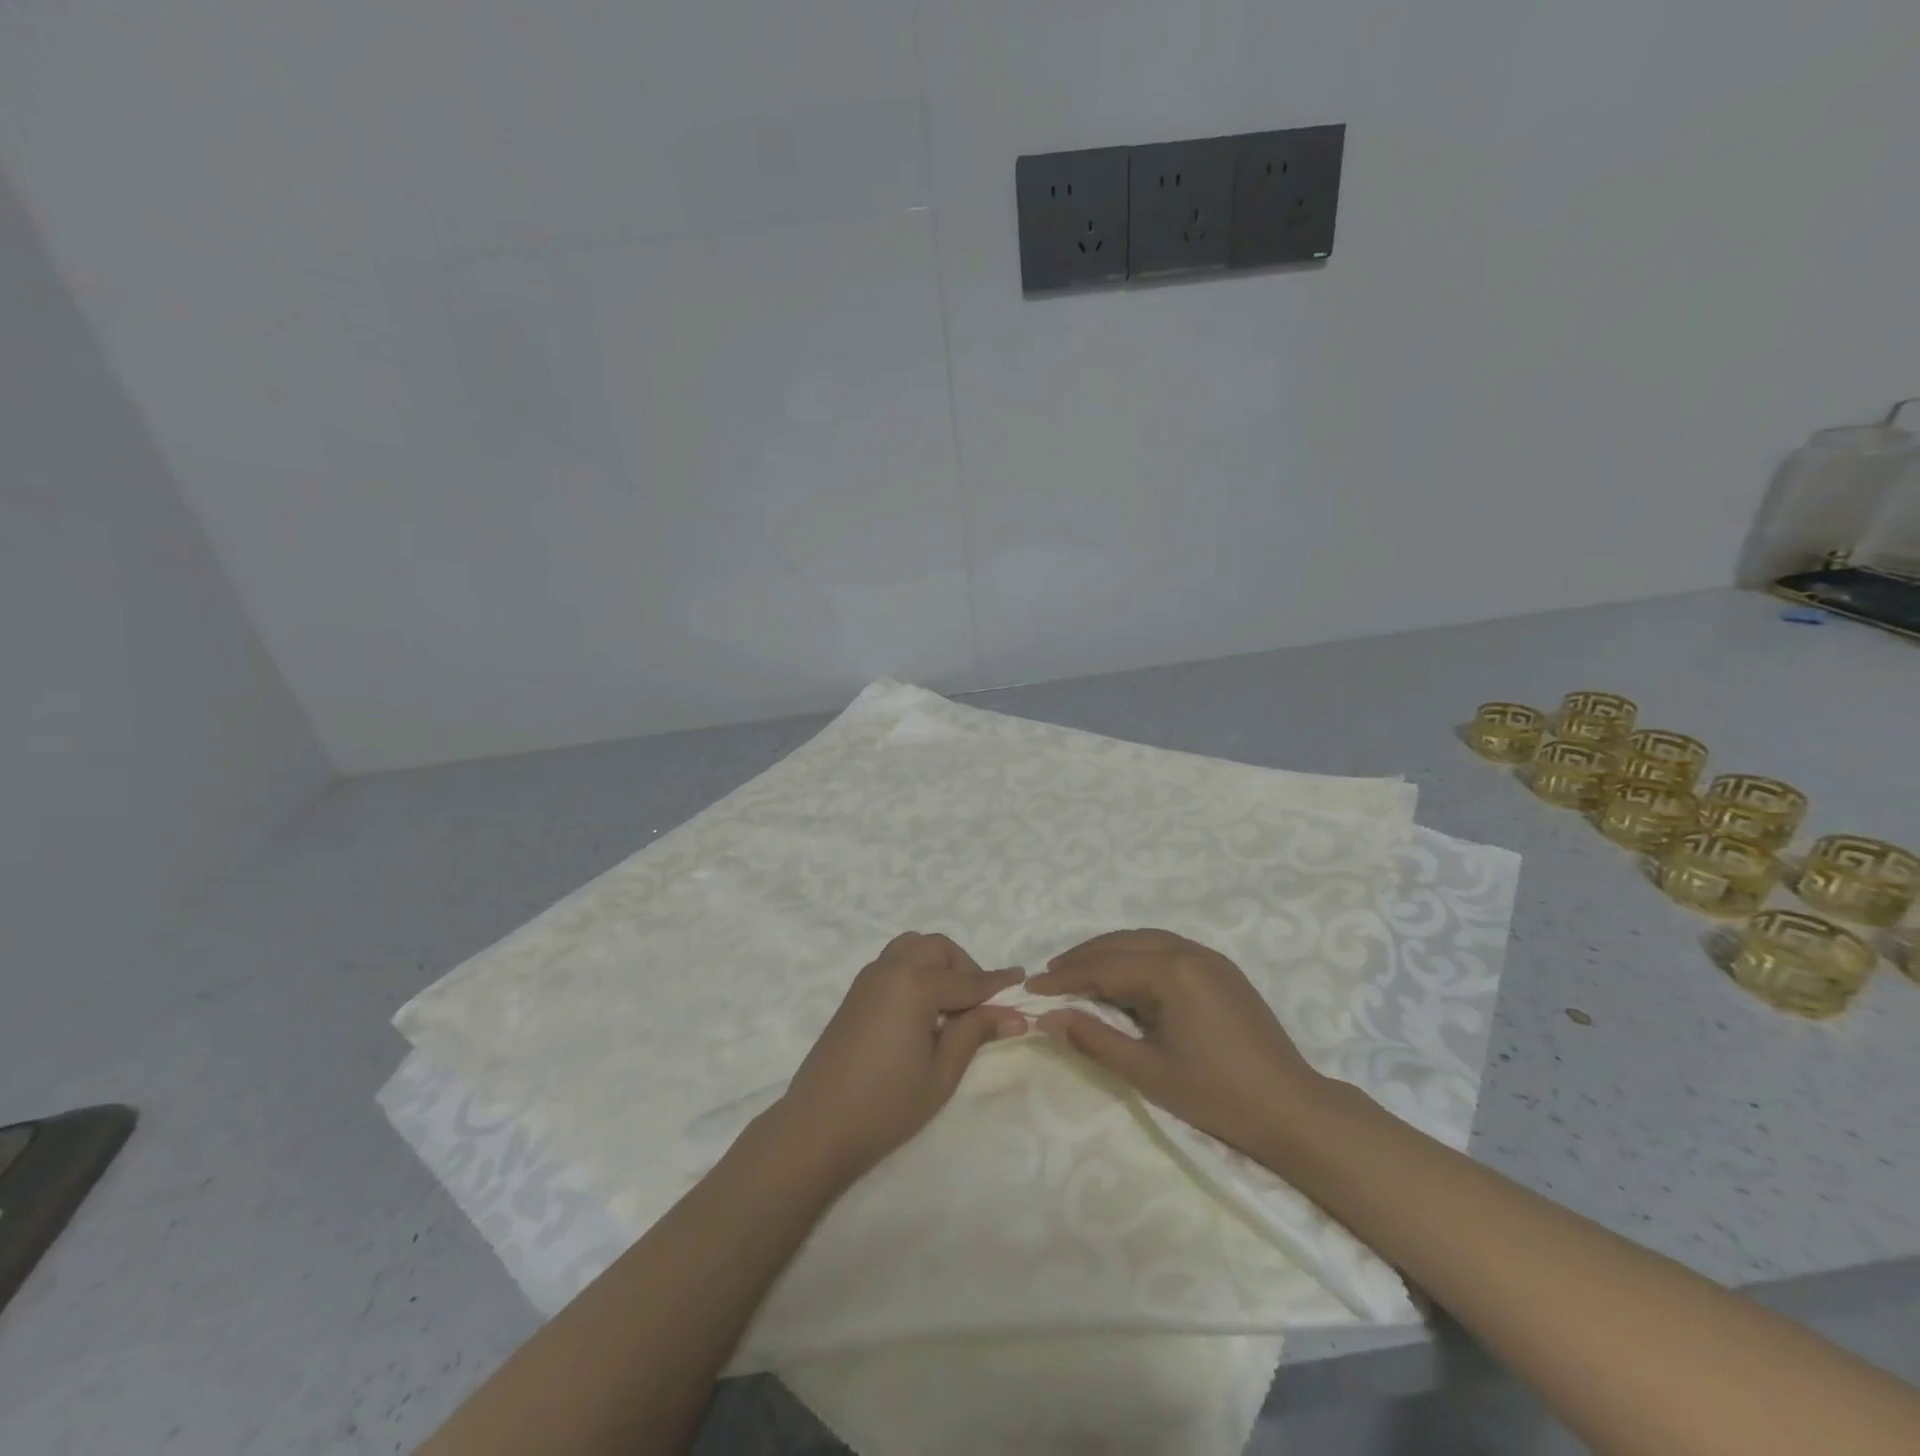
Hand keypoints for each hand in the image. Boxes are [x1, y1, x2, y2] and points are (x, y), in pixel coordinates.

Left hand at [774, 932, 1025, 1184]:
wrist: (819, 1126)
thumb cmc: (887, 1104)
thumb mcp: (942, 1072)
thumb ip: (975, 1032)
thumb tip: (1015, 1014)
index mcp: (915, 984)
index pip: (968, 980)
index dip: (998, 983)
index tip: (1022, 978)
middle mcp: (891, 969)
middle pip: (938, 948)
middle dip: (964, 967)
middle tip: (979, 1004)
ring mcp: (868, 978)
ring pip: (913, 947)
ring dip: (937, 963)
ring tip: (950, 1003)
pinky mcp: (855, 993)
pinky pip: (894, 962)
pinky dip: (915, 970)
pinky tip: (922, 1010)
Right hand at [1027, 928, 1324, 1161]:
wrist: (1294, 1112)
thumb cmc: (1218, 1096)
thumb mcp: (1148, 1072)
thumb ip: (1095, 1039)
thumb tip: (1049, 1017)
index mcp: (1172, 972)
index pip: (1104, 967)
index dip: (1065, 978)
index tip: (1031, 988)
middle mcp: (1189, 951)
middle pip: (1122, 944)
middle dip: (1082, 958)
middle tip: (1048, 978)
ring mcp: (1209, 957)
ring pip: (1144, 941)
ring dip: (1107, 953)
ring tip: (1077, 974)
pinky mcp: (1221, 969)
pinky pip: (1166, 949)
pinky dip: (1135, 957)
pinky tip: (1122, 977)